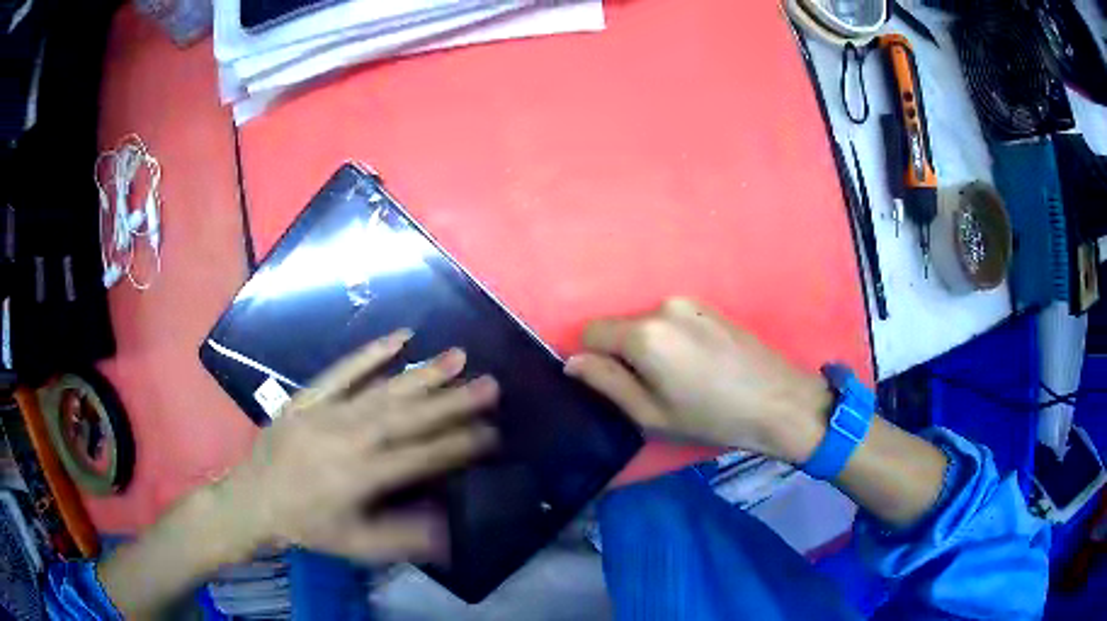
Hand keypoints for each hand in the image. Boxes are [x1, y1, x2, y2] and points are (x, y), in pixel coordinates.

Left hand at [226, 330, 498, 562]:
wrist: (252, 501)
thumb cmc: (307, 526)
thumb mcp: (355, 546)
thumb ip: (403, 537)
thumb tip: (451, 527)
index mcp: (361, 478)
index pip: (421, 458)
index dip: (459, 445)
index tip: (492, 431)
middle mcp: (348, 439)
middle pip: (408, 418)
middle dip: (453, 401)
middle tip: (490, 384)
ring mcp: (326, 413)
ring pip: (382, 391)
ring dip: (422, 374)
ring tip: (458, 357)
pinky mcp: (308, 398)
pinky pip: (341, 371)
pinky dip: (370, 353)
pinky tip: (399, 337)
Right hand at [565, 298, 830, 462]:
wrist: (777, 401)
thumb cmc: (711, 417)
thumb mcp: (651, 414)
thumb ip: (607, 383)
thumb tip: (572, 362)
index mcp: (644, 334)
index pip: (591, 331)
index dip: (593, 359)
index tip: (616, 385)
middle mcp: (662, 307)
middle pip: (620, 326)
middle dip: (623, 354)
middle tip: (652, 388)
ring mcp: (688, 302)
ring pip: (646, 323)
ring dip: (649, 347)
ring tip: (680, 377)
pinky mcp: (708, 306)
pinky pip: (670, 320)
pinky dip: (671, 340)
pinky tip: (698, 364)